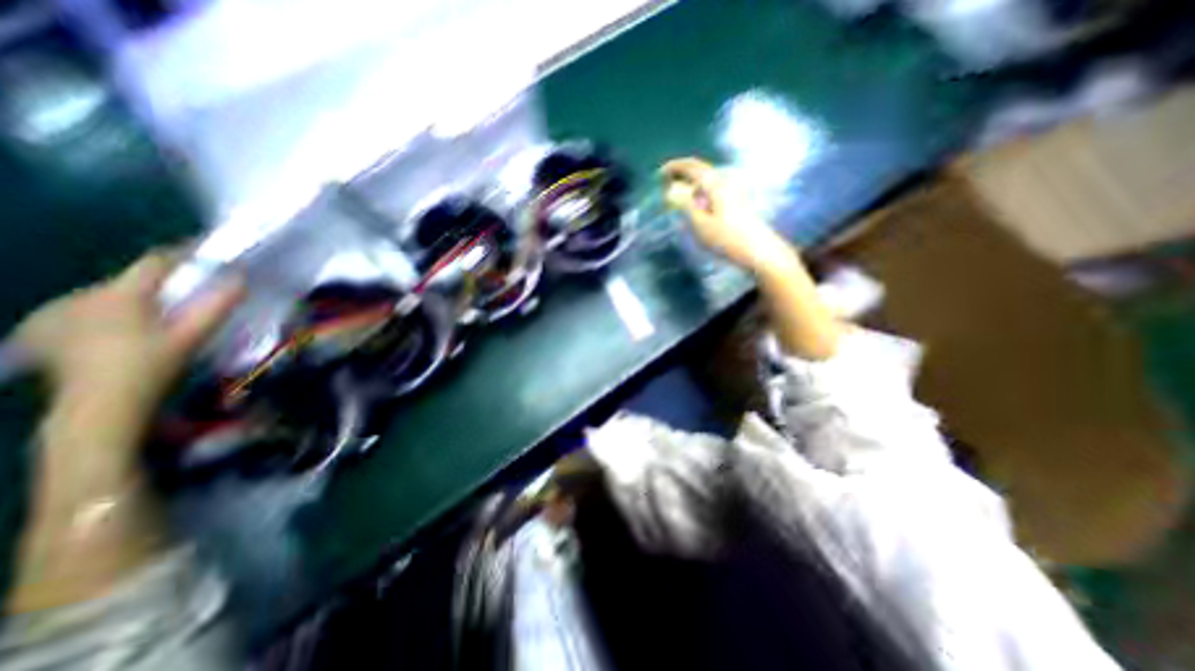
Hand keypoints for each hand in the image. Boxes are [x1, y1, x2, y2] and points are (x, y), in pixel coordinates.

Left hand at [11, 248, 241, 428]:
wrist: (98, 405)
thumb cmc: (151, 366)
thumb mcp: (192, 336)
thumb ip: (217, 306)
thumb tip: (241, 280)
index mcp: (121, 294)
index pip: (155, 262)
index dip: (183, 253)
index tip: (207, 251)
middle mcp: (84, 295)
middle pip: (131, 279)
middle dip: (161, 283)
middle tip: (188, 294)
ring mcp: (57, 312)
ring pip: (107, 294)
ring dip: (135, 298)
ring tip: (155, 314)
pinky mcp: (44, 329)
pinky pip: (82, 309)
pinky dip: (106, 311)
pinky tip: (115, 327)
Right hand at [657, 154, 790, 268]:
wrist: (756, 250)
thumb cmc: (726, 238)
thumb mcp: (700, 223)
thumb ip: (684, 204)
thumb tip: (670, 190)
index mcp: (714, 184)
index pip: (691, 167)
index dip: (674, 167)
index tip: (660, 173)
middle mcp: (724, 182)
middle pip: (700, 170)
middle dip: (682, 173)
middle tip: (666, 183)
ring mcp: (732, 191)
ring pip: (706, 180)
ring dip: (690, 183)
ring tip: (677, 195)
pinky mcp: (735, 202)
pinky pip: (712, 189)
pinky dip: (699, 192)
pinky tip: (695, 205)